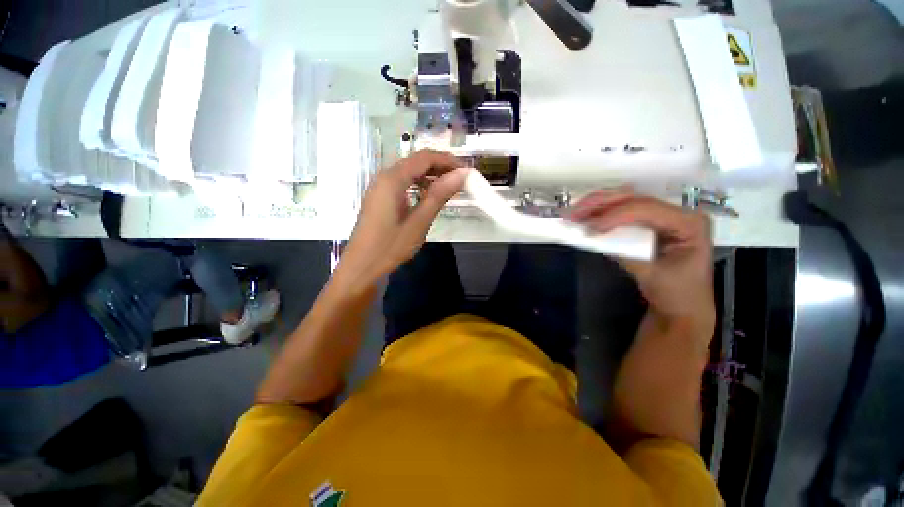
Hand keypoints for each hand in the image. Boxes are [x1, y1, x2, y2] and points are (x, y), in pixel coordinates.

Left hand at [337, 150, 467, 286]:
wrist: (361, 267)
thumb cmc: (390, 247)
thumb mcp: (419, 222)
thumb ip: (439, 196)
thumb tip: (461, 175)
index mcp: (392, 179)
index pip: (424, 158)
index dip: (447, 160)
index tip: (466, 171)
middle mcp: (384, 177)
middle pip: (416, 162)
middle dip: (440, 166)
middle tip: (461, 179)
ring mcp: (379, 187)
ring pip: (409, 172)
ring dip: (430, 176)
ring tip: (449, 187)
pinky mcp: (379, 198)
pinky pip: (402, 183)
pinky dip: (419, 185)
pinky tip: (429, 196)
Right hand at [568, 190, 714, 335]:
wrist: (683, 307)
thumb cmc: (676, 294)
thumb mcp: (652, 275)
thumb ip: (626, 253)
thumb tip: (595, 237)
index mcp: (688, 222)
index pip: (646, 209)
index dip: (615, 215)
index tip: (589, 227)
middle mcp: (676, 213)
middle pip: (633, 198)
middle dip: (600, 203)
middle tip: (573, 213)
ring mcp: (662, 216)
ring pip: (625, 201)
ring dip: (596, 205)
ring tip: (573, 214)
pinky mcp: (648, 224)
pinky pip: (621, 212)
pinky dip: (600, 213)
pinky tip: (585, 217)